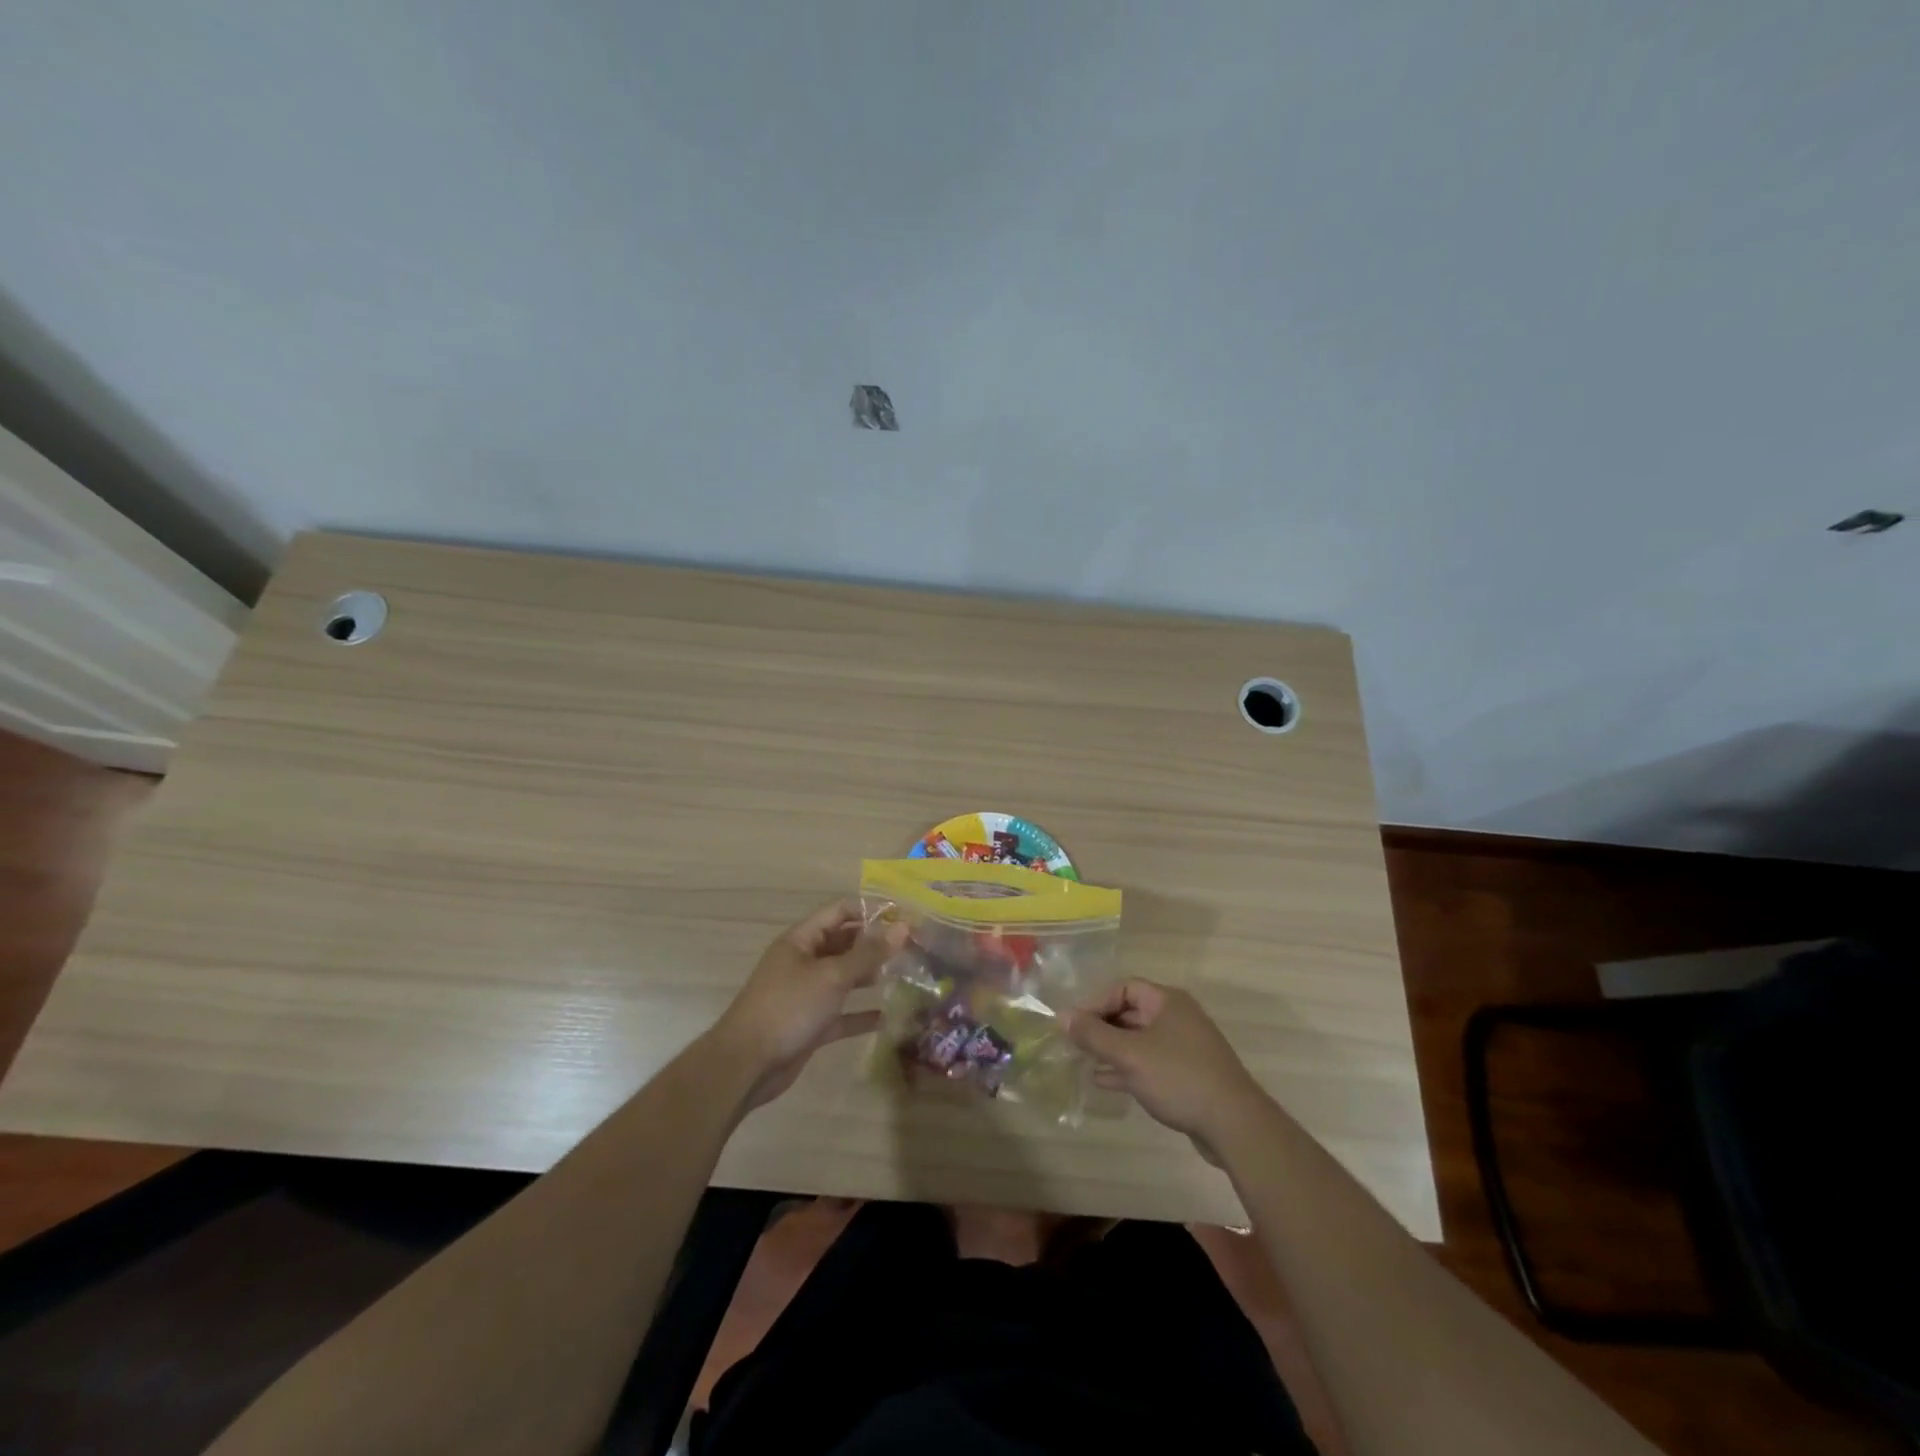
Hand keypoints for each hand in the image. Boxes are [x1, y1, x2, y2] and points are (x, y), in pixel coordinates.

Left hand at [712, 900, 905, 1109]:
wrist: (746, 1065)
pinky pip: (842, 1013)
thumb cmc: (788, 1008)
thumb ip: (868, 953)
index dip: (870, 910)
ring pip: (844, 978)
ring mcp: (807, 994)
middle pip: (844, 943)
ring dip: (871, 976)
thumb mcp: (831, 976)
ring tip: (906, 975)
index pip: (840, 912)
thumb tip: (903, 927)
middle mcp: (804, 962)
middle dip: (875, 943)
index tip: (904, 916)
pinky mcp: (811, 1025)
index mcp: (801, 940)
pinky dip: (861, 1013)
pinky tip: (888, 1016)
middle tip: (913, 947)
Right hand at [1065, 980, 1268, 1156]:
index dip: (1095, 1002)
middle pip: (1130, 1012)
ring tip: (1081, 1062)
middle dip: (1100, 1027)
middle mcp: (1176, 1017)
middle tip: (1073, 1043)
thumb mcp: (1130, 1054)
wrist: (1234, 1125)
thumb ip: (1093, 1035)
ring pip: (1138, 1040)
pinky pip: (1148, 1062)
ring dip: (1110, 1049)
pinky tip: (1104, 1081)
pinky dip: (1126, 1068)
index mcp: (1167, 1001)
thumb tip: (1061, 1016)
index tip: (1073, 1023)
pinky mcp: (1186, 1074)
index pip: (1123, 988)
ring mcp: (1183, 1047)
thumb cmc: (1179, 1077)